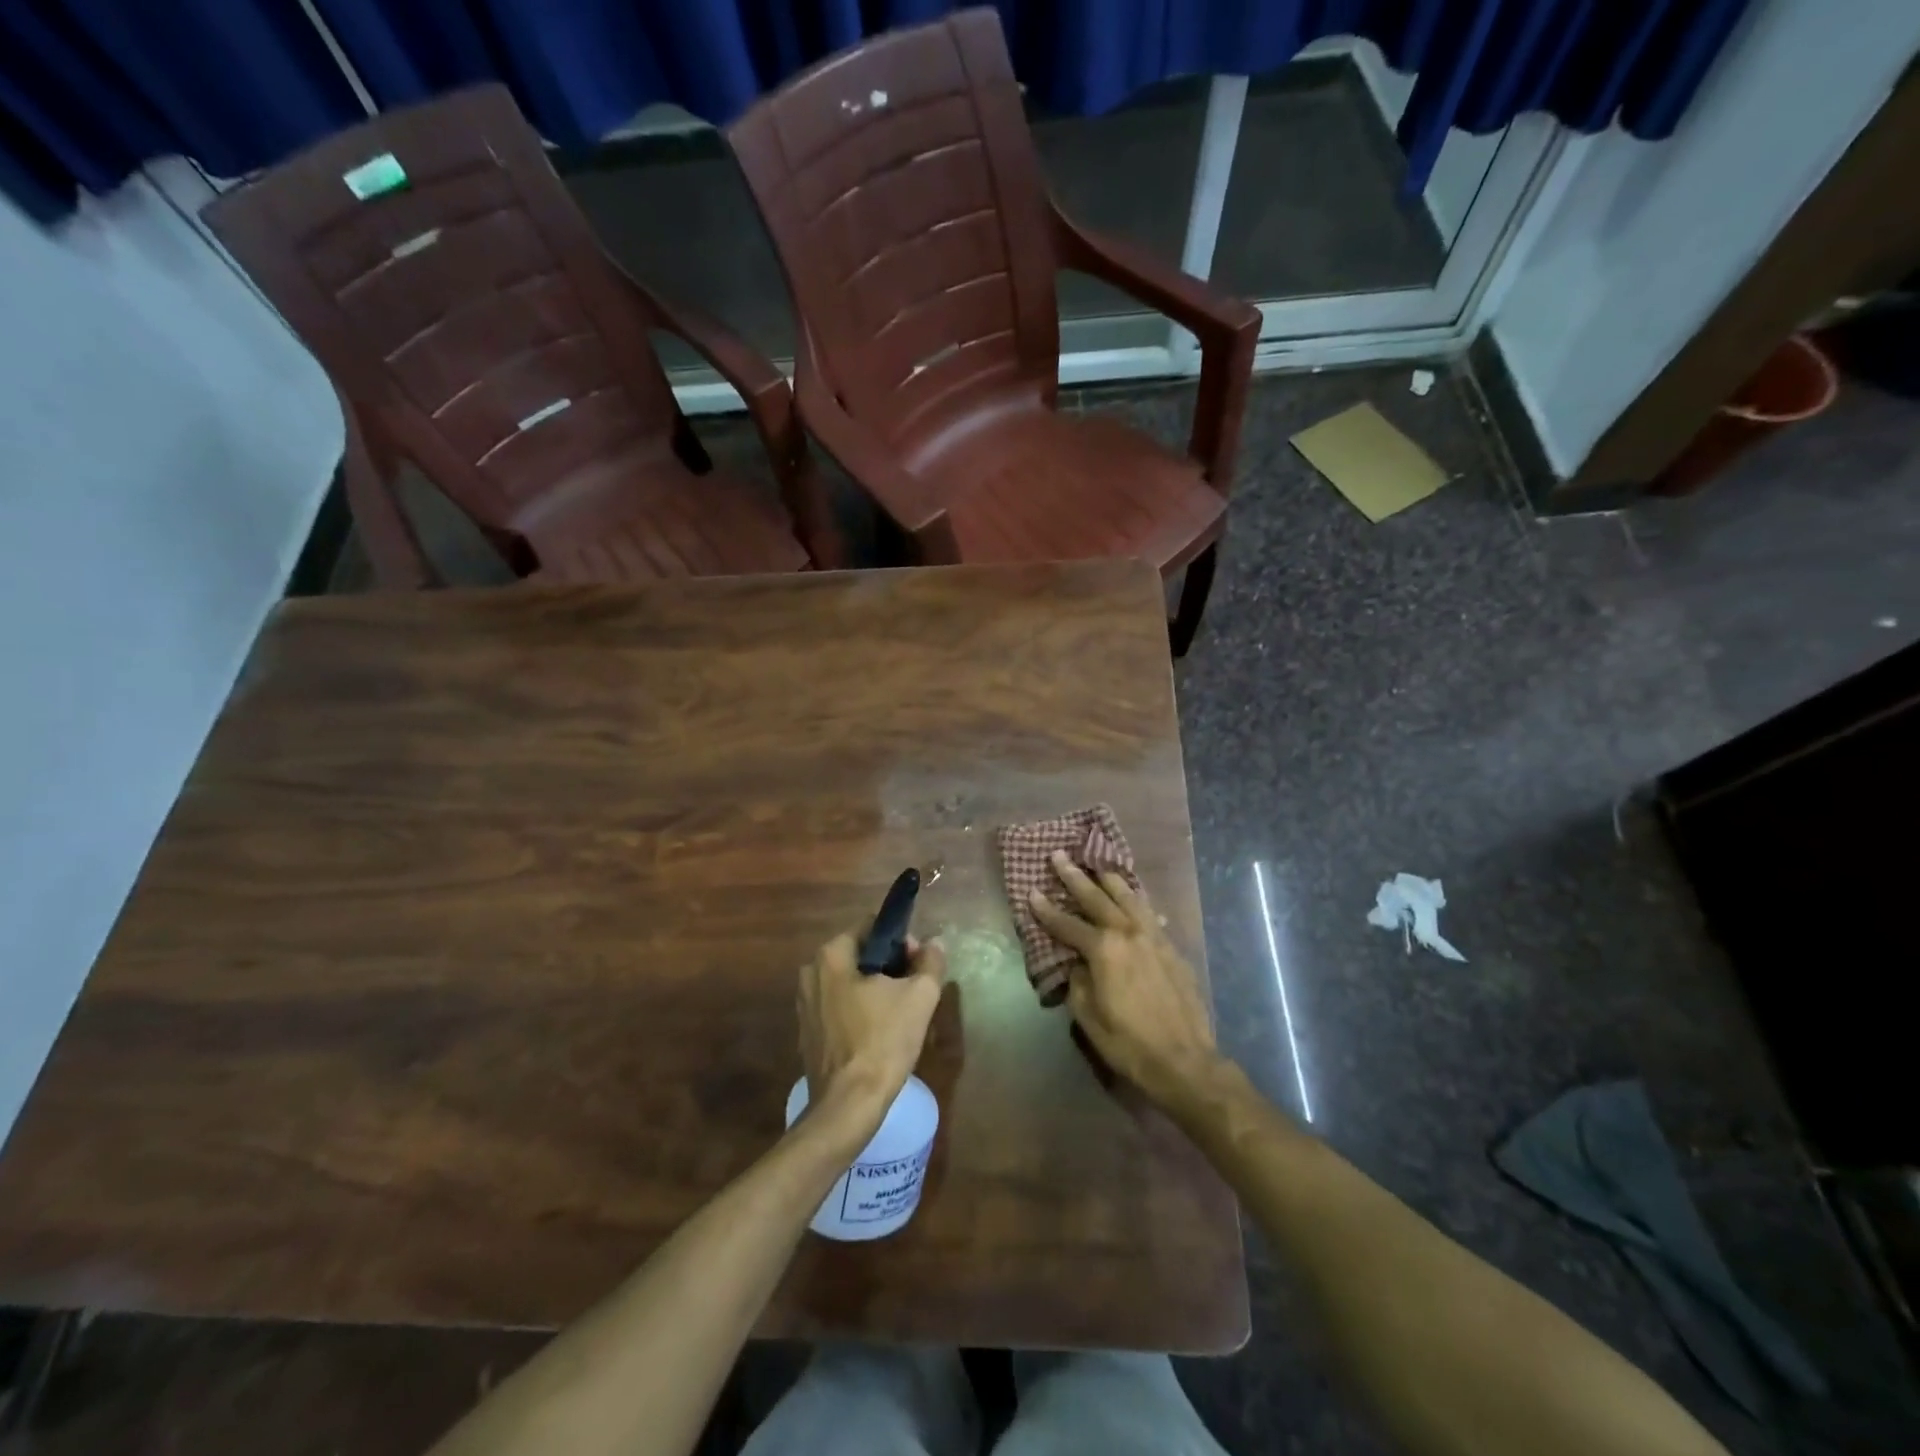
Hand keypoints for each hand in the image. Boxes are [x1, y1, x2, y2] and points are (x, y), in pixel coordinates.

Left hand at [797, 932, 944, 1123]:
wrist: (848, 1105)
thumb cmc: (883, 1041)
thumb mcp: (920, 996)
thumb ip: (931, 961)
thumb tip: (935, 943)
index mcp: (832, 955)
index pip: (872, 927)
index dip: (901, 940)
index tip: (919, 963)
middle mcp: (811, 973)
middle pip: (860, 955)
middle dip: (889, 967)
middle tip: (914, 989)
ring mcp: (805, 1005)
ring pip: (850, 983)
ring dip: (875, 991)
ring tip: (901, 1014)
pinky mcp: (807, 1033)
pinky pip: (839, 1009)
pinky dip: (859, 1012)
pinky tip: (879, 1034)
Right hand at [1029, 852, 1220, 1109]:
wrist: (1185, 1061)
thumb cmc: (1129, 1043)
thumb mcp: (1089, 1018)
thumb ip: (1078, 982)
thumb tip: (1077, 963)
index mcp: (1104, 950)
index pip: (1067, 924)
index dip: (1046, 909)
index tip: (1031, 891)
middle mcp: (1128, 933)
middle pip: (1097, 898)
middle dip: (1075, 877)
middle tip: (1060, 856)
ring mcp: (1154, 938)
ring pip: (1129, 897)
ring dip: (1110, 880)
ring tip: (1097, 865)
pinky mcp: (1172, 948)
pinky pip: (1150, 914)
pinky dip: (1137, 902)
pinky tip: (1135, 899)